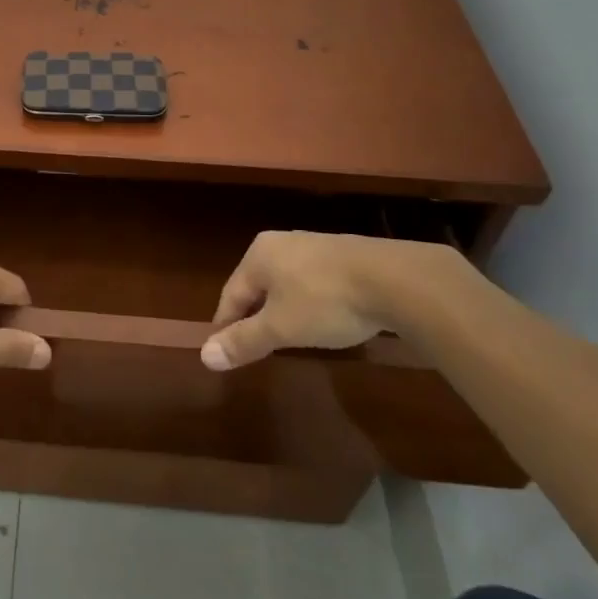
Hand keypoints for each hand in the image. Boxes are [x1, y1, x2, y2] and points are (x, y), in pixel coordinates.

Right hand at [202, 230, 454, 370]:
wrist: (393, 279)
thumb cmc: (325, 301)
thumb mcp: (281, 328)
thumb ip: (244, 340)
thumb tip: (204, 356)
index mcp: (258, 254)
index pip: (231, 294)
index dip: (226, 326)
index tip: (226, 353)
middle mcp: (281, 242)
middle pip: (257, 286)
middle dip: (256, 317)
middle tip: (257, 348)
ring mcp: (314, 245)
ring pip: (286, 283)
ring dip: (284, 310)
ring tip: (290, 337)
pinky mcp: (343, 254)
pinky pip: (313, 281)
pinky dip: (311, 302)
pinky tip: (324, 319)